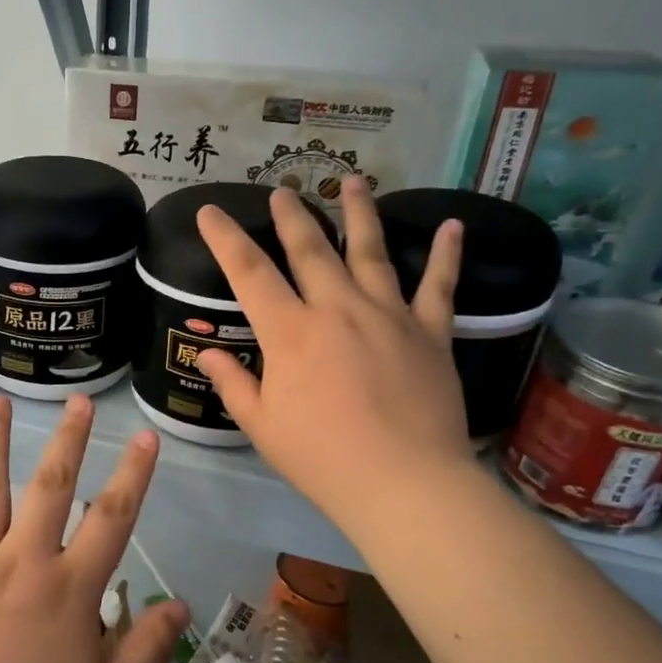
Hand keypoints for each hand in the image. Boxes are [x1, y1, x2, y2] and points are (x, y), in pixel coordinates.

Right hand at [195, 177, 473, 533]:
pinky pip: (439, 285)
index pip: (249, 273)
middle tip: (283, 189)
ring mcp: (388, 314)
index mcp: (290, 332)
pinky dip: (446, 254)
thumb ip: (233, 383)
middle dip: (292, 216)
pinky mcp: (430, 331)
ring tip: (354, 180)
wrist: (403, 482)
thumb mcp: (261, 426)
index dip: (225, 238)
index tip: (209, 211)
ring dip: (360, 213)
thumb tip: (208, 353)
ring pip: (371, 251)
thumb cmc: (321, 458)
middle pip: (311, 249)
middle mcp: (337, 308)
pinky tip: (453, 225)